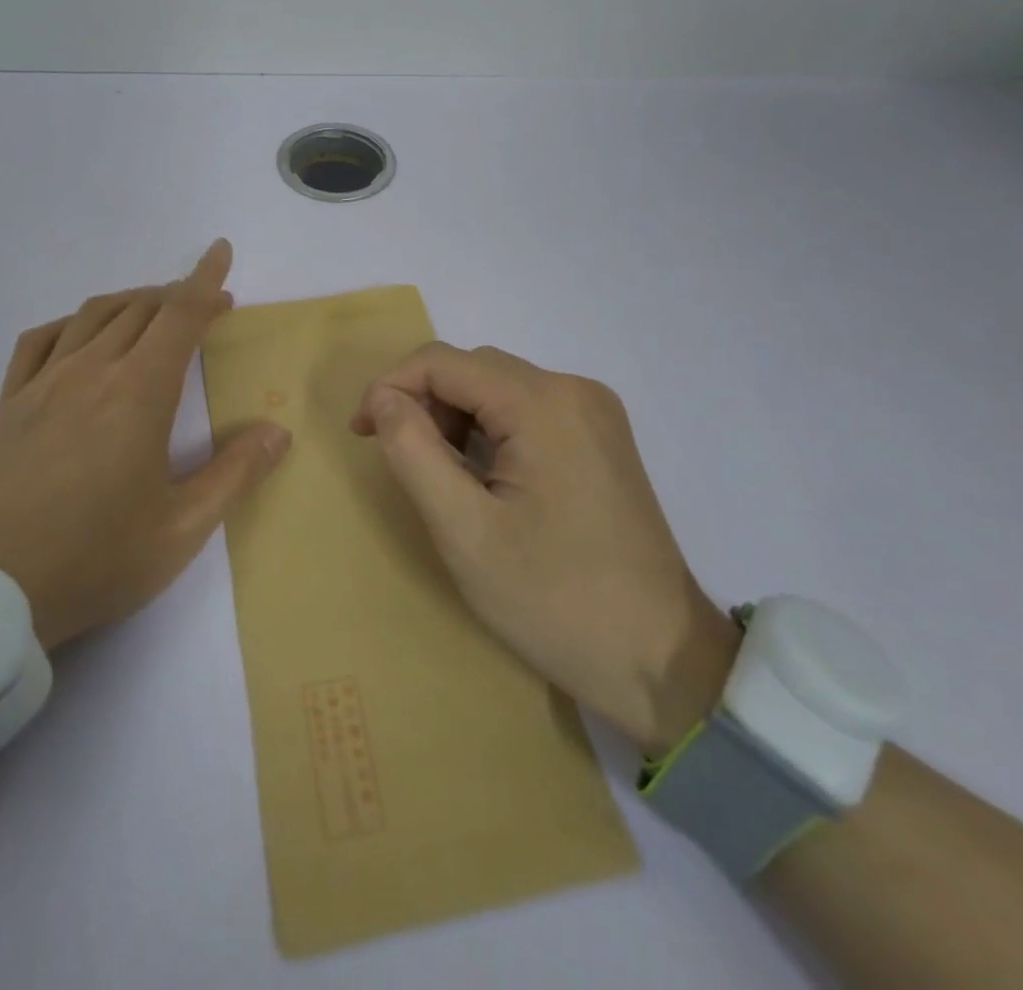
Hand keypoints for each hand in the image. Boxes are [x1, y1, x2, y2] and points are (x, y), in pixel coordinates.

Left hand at [0, 240, 290, 650]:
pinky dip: (72, 323)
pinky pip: (40, 339)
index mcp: (138, 394)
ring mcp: (43, 383)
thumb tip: (277, 431)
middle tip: (207, 305)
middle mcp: (91, 371)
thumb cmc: (94, 560)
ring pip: (93, 315)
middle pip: (141, 309)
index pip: (179, 316)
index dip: (205, 280)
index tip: (221, 252)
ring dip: (132, 301)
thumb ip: (234, 474)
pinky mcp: (9, 403)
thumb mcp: (180, 530)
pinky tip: (80, 335)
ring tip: (155, 311)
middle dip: (179, 295)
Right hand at [351, 343, 738, 755]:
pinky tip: (483, 477)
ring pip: (499, 387)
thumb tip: (383, 398)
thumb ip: (412, 451)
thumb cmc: (553, 599)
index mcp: (543, 403)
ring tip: (441, 476)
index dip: (391, 387)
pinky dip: (490, 430)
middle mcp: (574, 390)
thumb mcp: (463, 530)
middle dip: (424, 402)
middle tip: (401, 461)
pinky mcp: (602, 438)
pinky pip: (528, 410)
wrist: (660, 661)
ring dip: (456, 417)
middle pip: (473, 368)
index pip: (443, 361)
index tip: (362, 434)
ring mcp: (595, 413)